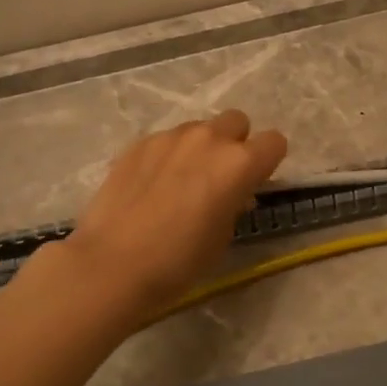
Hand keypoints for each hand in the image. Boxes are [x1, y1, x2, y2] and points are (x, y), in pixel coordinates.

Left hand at [62, 109, 287, 320]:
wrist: (113, 264)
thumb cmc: (179, 261)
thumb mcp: (223, 237)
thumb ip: (234, 204)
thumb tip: (233, 193)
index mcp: (239, 163)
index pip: (274, 142)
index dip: (267, 162)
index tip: (254, 183)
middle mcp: (209, 139)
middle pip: (236, 121)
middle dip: (235, 144)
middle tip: (219, 178)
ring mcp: (170, 137)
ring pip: (199, 129)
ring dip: (200, 148)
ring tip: (181, 182)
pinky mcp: (139, 143)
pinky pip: (167, 140)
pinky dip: (168, 156)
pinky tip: (151, 186)